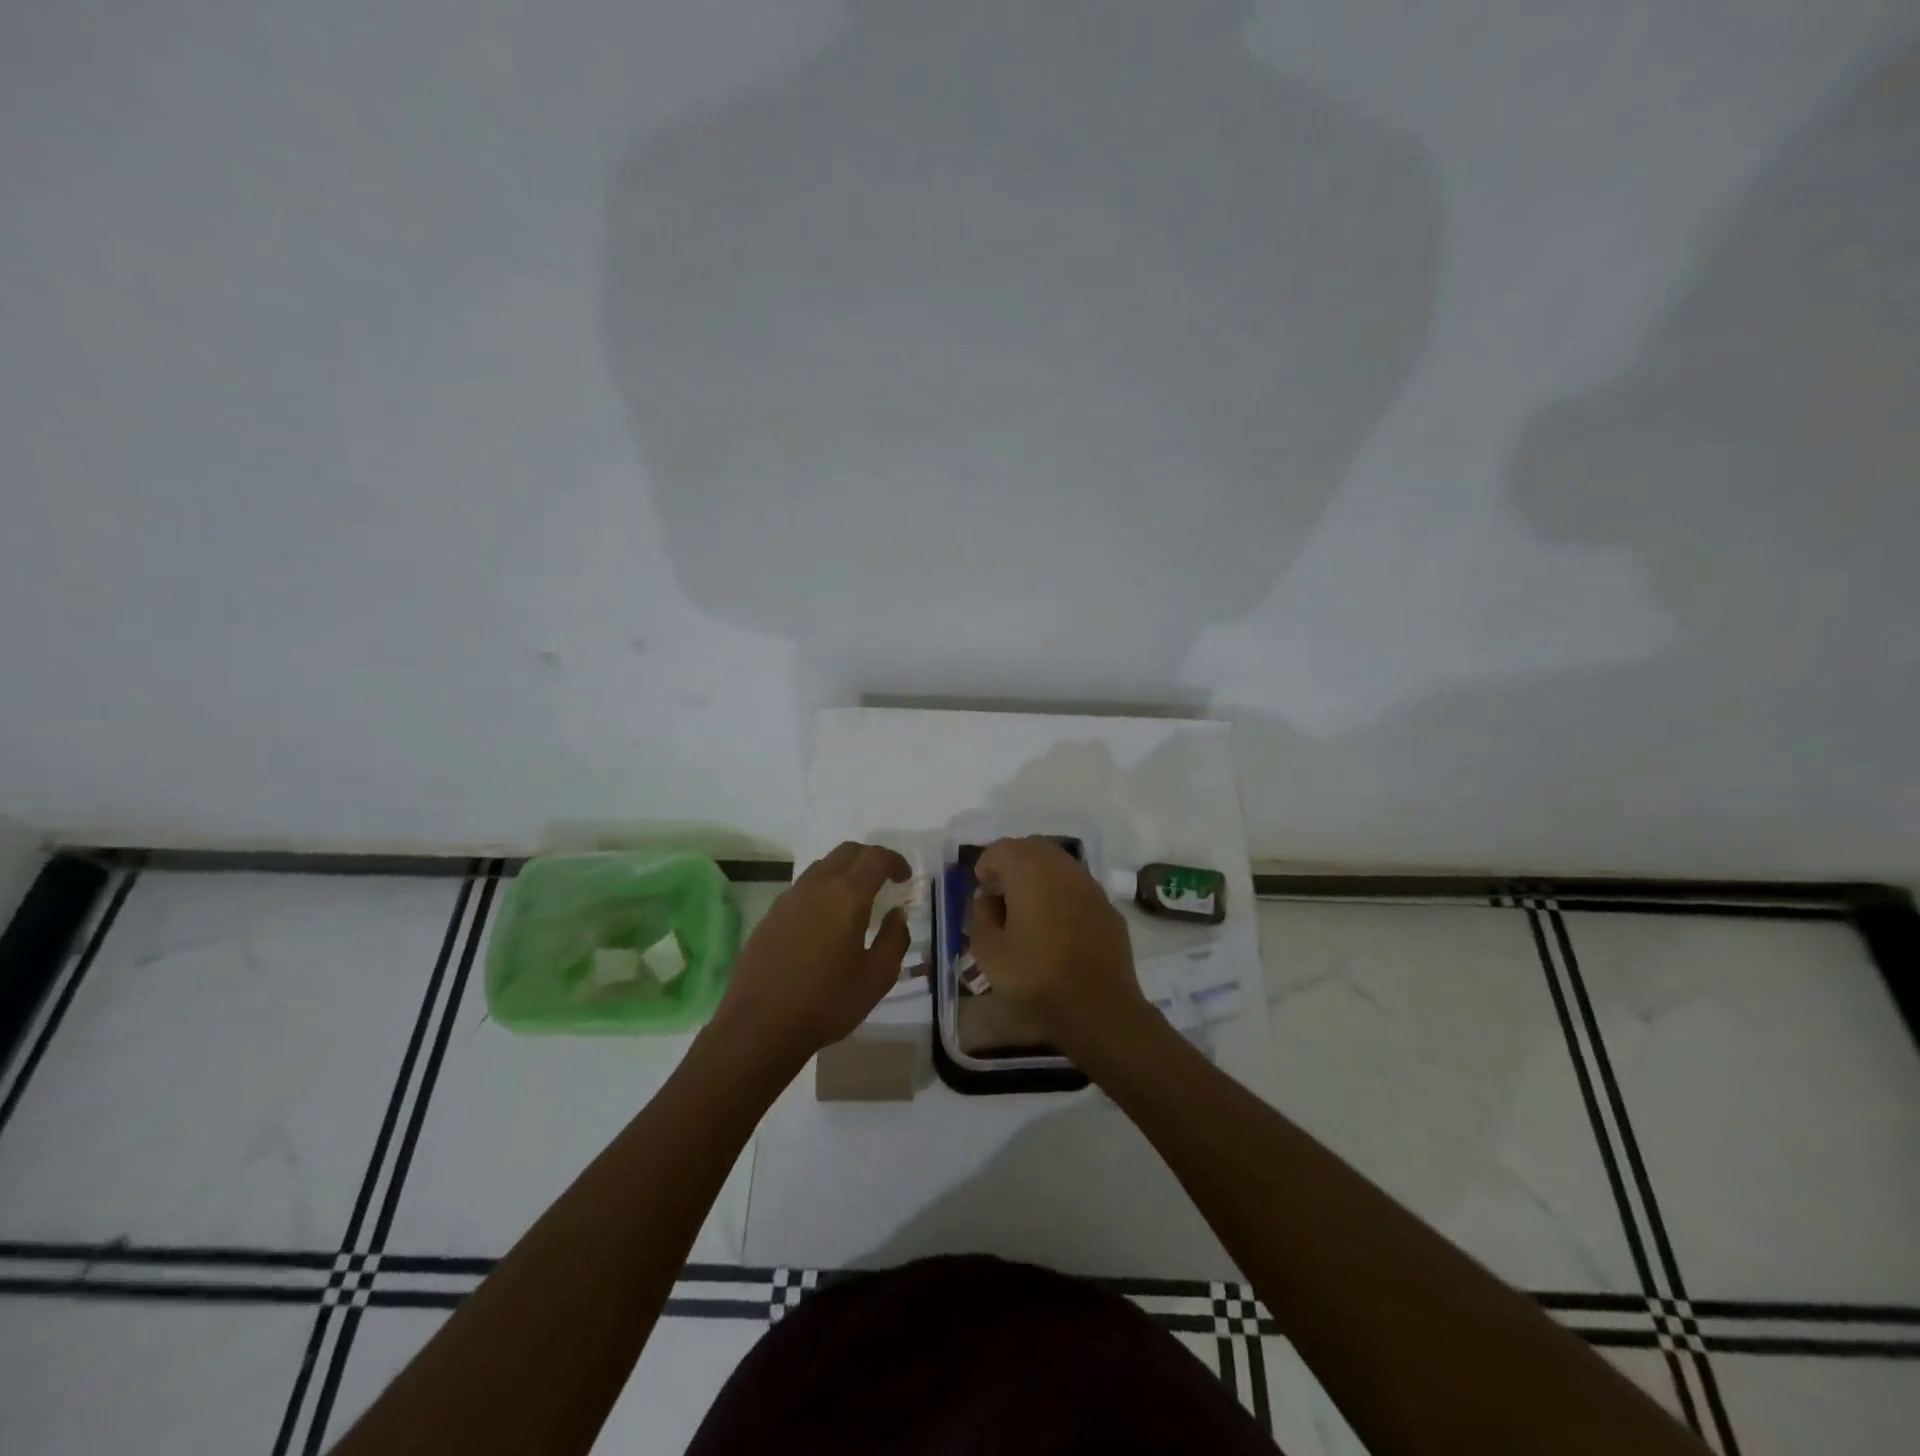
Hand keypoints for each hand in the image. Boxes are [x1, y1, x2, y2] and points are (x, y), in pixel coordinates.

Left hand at [710, 841, 910, 1068]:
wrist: (759, 1026)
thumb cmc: (826, 1002)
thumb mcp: (876, 977)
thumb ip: (894, 939)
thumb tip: (897, 915)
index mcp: (846, 895)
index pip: (876, 858)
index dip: (895, 861)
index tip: (905, 876)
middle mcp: (816, 886)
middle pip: (847, 852)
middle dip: (870, 859)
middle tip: (885, 880)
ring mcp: (789, 898)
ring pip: (822, 866)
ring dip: (844, 872)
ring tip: (856, 900)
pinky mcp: (770, 915)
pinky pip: (803, 888)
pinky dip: (823, 890)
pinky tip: (826, 922)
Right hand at [970, 836, 1148, 1057]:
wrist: (1100, 1009)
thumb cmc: (1037, 979)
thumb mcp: (989, 953)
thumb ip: (980, 916)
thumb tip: (988, 899)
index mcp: (1030, 871)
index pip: (1001, 849)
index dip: (986, 868)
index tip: (983, 895)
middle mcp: (1063, 867)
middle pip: (1032, 847)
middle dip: (1012, 864)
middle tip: (1002, 897)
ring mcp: (1090, 885)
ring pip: (1058, 863)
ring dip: (1039, 876)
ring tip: (1029, 911)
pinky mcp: (1108, 906)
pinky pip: (1077, 886)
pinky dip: (1062, 893)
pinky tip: (1057, 927)